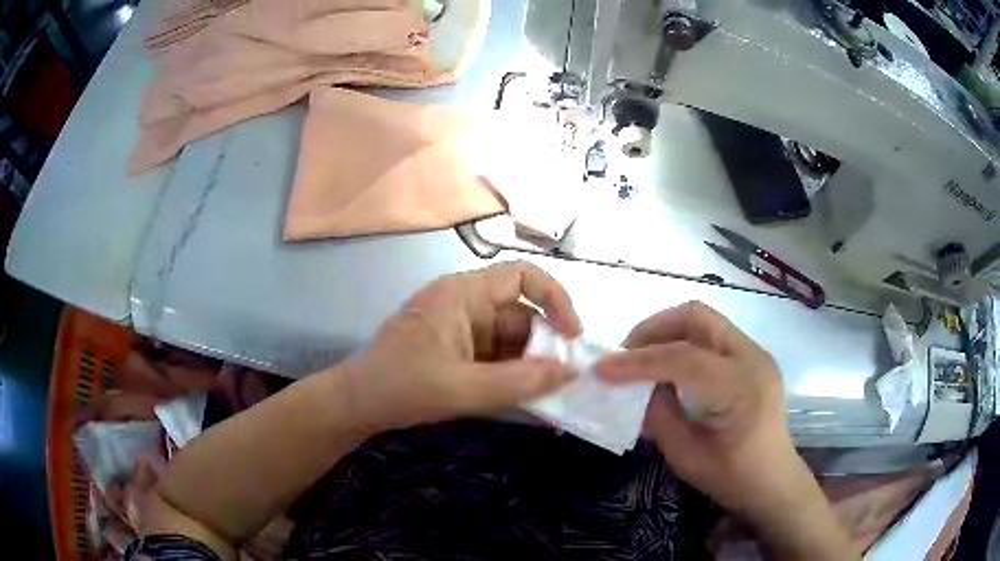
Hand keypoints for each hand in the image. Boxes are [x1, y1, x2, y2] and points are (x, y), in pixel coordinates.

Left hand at [347, 262, 581, 431]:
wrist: (357, 404)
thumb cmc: (402, 387)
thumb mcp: (462, 389)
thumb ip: (518, 383)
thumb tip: (570, 372)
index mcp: (463, 294)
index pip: (522, 276)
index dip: (555, 299)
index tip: (572, 336)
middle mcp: (465, 303)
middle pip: (520, 314)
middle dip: (544, 346)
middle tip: (564, 382)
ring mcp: (460, 327)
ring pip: (510, 339)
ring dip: (530, 365)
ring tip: (550, 396)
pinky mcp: (457, 349)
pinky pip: (496, 356)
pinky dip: (512, 375)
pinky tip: (524, 398)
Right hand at [596, 303, 853, 558]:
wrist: (773, 480)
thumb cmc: (732, 477)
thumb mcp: (686, 456)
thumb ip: (659, 414)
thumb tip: (637, 385)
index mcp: (741, 388)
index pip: (684, 358)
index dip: (639, 361)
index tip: (603, 368)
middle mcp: (753, 358)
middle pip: (697, 317)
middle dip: (653, 328)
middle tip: (624, 354)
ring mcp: (756, 353)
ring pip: (704, 320)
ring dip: (667, 331)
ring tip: (642, 357)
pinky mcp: (752, 357)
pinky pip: (712, 335)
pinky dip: (683, 341)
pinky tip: (669, 364)